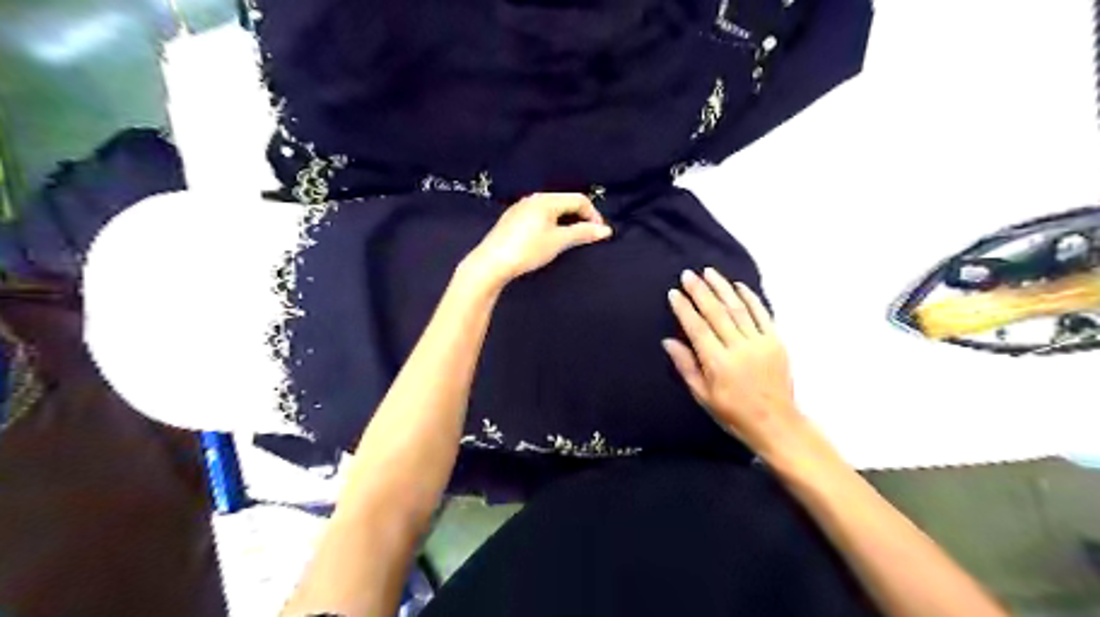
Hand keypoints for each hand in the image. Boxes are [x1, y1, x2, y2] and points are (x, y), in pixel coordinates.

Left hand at [462, 193, 615, 286]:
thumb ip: (582, 233)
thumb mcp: (558, 241)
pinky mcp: (512, 219)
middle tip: (587, 236)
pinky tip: (548, 239)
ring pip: (551, 209)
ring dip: (566, 221)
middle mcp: (533, 199)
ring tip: (570, 239)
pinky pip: (539, 216)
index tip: (599, 233)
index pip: (578, 199)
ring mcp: (521, 208)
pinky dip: (551, 224)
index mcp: (546, 200)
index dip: (593, 215)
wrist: (491, 263)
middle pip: (565, 202)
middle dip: (580, 217)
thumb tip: (605, 230)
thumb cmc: (527, 250)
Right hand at [662, 269, 804, 458]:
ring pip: (738, 308)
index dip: (684, 309)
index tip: (674, 293)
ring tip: (709, 272)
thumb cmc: (733, 413)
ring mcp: (760, 343)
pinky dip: (750, 298)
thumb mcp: (703, 396)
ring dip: (722, 288)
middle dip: (700, 291)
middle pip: (717, 313)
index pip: (697, 328)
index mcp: (718, 363)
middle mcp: (739, 348)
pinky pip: (762, 314)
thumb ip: (686, 366)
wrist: (776, 423)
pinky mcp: (776, 341)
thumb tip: (668, 341)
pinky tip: (738, 286)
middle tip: (688, 274)